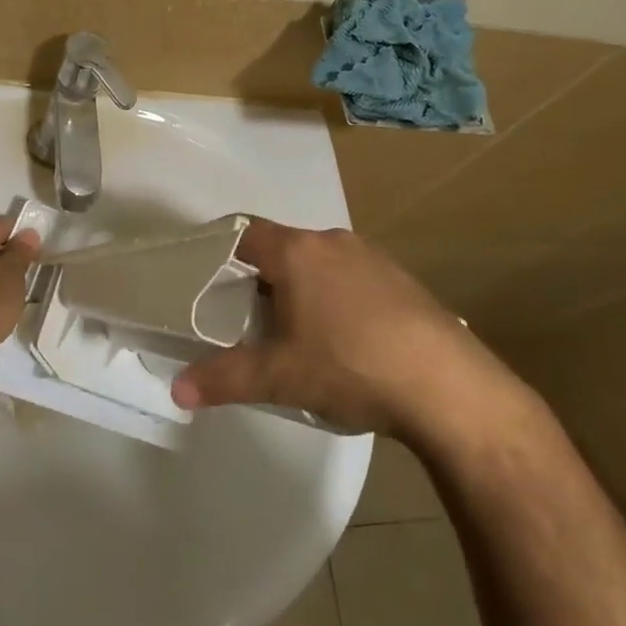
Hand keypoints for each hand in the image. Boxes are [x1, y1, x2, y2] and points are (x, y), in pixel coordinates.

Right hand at [171, 221, 527, 438]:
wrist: (448, 387)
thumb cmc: (350, 366)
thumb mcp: (279, 378)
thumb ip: (224, 379)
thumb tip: (177, 391)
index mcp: (297, 251)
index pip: (245, 234)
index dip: (222, 254)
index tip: (210, 285)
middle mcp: (332, 242)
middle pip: (282, 250)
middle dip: (262, 281)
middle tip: (249, 321)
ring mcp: (373, 258)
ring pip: (319, 264)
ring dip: (302, 290)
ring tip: (296, 335)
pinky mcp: (402, 280)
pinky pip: (353, 278)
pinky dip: (337, 299)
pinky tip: (346, 342)